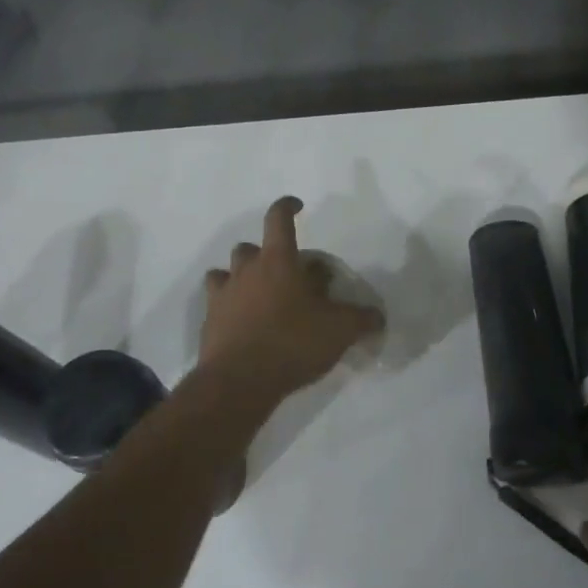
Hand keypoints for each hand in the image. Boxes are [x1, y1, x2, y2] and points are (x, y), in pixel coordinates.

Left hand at [198, 197, 384, 401]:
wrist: (239, 381)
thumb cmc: (292, 343)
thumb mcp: (339, 331)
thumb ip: (361, 319)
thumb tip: (378, 316)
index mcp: (277, 261)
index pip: (278, 219)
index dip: (287, 207)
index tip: (297, 206)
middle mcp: (246, 270)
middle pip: (250, 247)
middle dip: (266, 254)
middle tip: (285, 274)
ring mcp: (223, 295)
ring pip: (226, 272)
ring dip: (242, 277)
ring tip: (260, 296)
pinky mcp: (209, 321)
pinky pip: (216, 302)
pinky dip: (229, 305)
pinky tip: (243, 322)